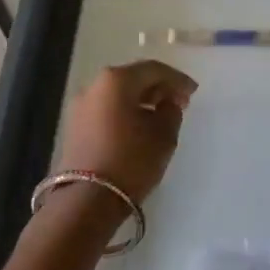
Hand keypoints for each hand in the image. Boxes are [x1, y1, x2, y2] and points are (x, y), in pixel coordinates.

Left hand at [54, 61, 197, 202]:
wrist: (87, 200)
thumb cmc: (131, 160)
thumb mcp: (164, 135)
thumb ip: (171, 111)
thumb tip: (167, 103)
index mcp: (116, 80)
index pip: (153, 70)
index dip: (177, 79)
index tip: (193, 92)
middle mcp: (94, 86)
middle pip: (132, 78)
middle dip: (158, 88)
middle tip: (180, 102)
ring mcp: (80, 107)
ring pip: (118, 95)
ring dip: (141, 101)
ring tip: (161, 116)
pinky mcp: (75, 127)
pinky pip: (107, 110)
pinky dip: (125, 113)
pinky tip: (140, 127)